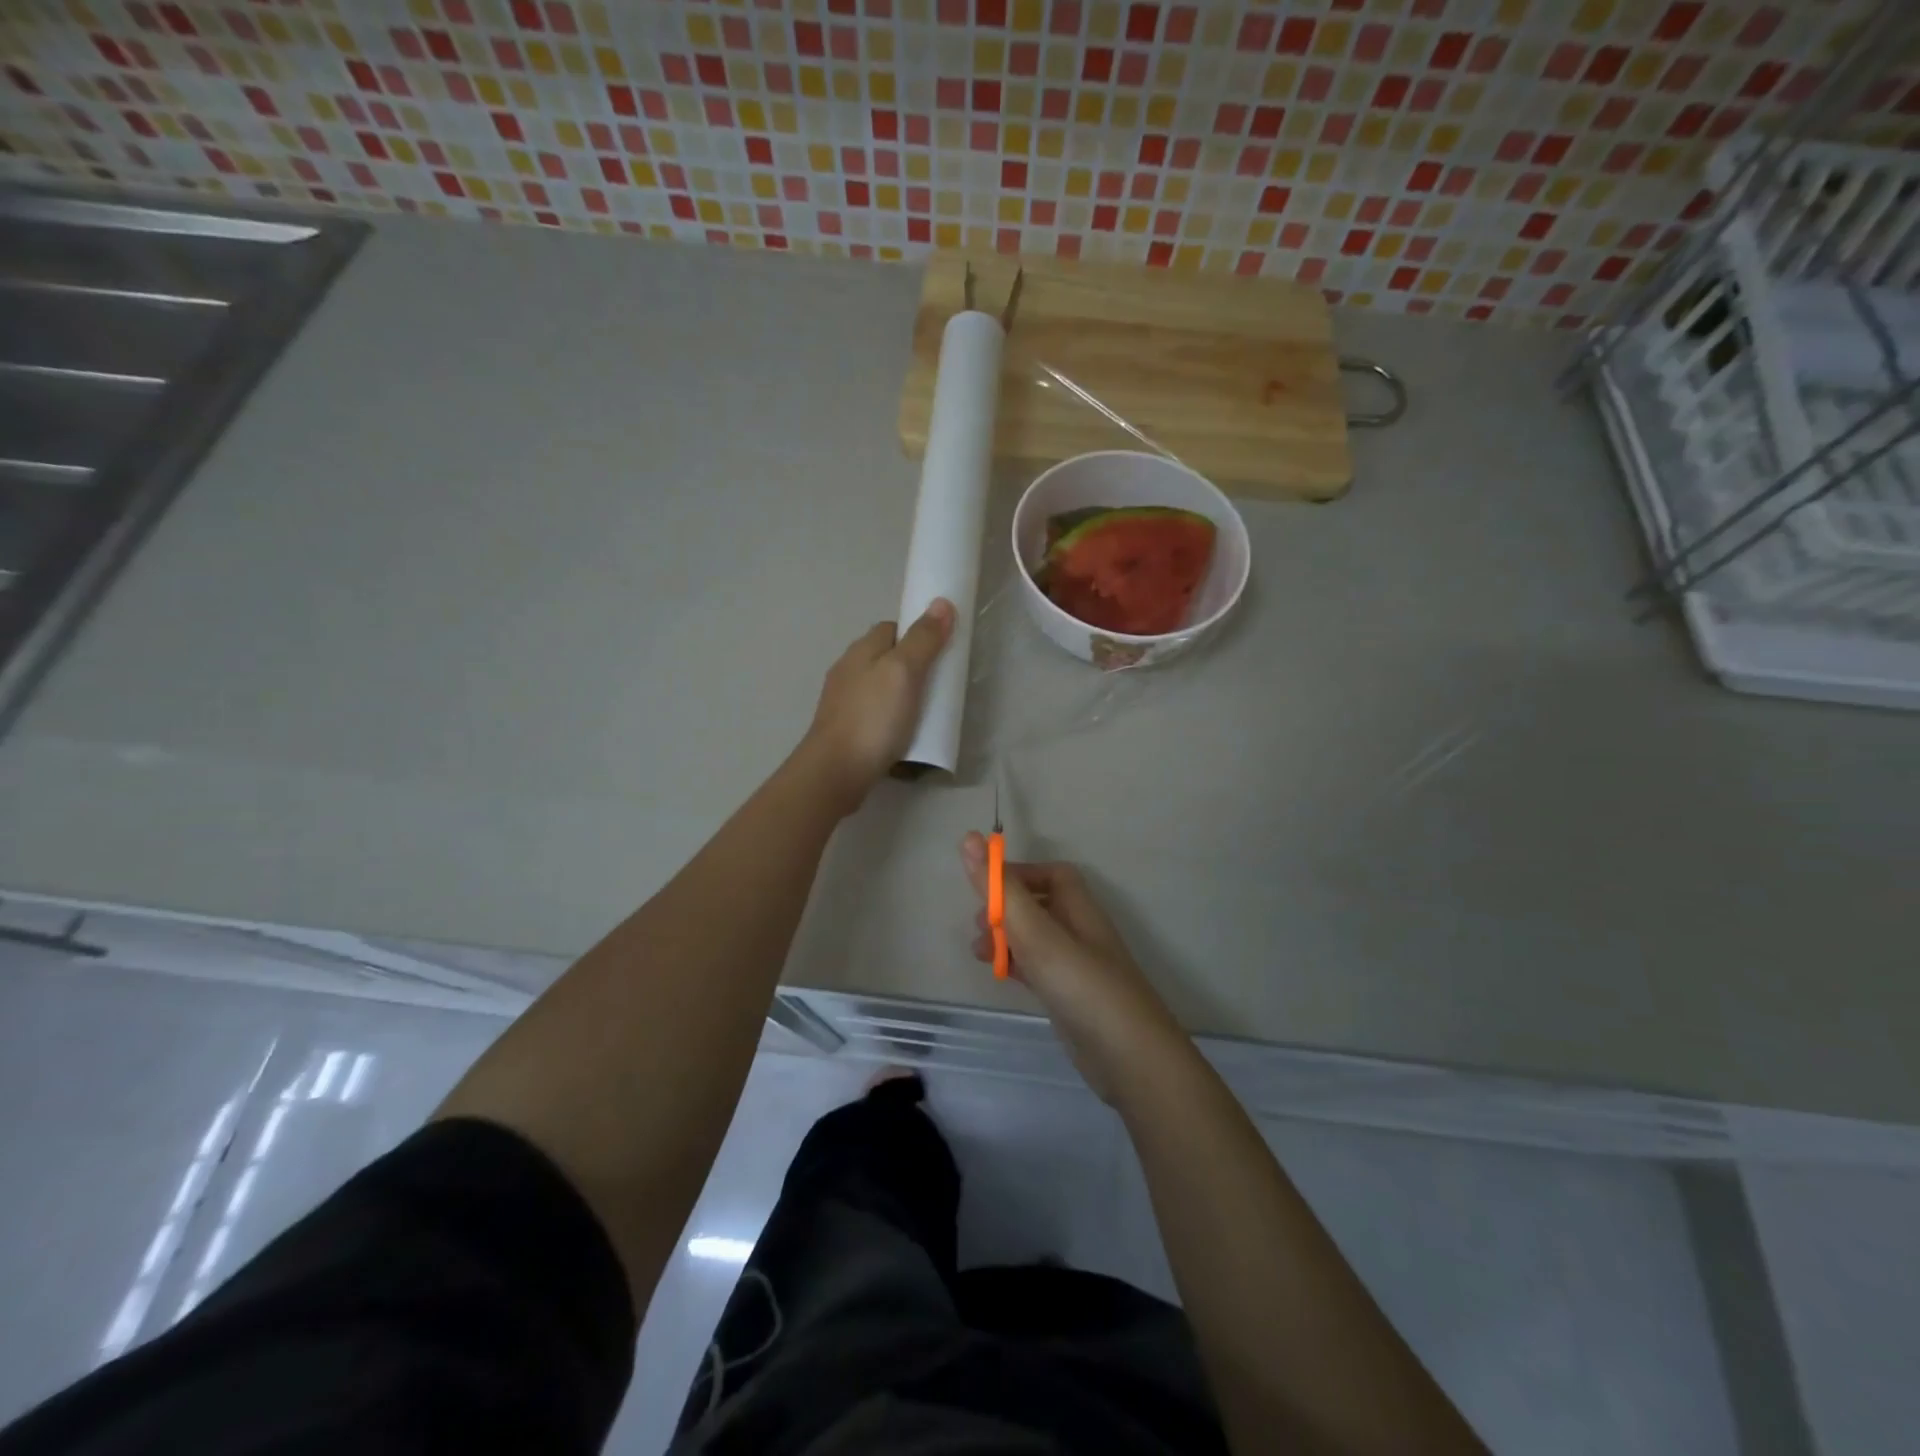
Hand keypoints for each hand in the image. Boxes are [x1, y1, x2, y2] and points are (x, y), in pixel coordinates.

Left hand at [799, 600, 955, 813]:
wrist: (836, 771)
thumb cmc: (873, 717)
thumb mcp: (904, 672)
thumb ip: (923, 639)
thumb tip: (941, 603)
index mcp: (861, 650)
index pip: (892, 628)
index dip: (917, 634)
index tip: (941, 650)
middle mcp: (848, 670)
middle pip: (886, 657)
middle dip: (912, 665)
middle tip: (939, 683)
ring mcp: (843, 701)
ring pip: (879, 686)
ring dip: (901, 693)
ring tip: (926, 710)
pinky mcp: (845, 729)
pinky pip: (874, 713)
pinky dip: (891, 717)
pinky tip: (903, 732)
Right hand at [961, 833, 1184, 1102]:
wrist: (1131, 1060)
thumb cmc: (1083, 986)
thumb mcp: (1037, 933)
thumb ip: (1002, 890)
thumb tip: (969, 838)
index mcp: (1080, 909)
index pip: (1051, 875)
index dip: (1018, 875)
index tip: (984, 888)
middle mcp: (1081, 932)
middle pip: (1040, 906)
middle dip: (1005, 909)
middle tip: (979, 926)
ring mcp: (1077, 967)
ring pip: (1036, 939)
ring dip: (1006, 939)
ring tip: (979, 954)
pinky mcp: (1071, 999)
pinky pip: (1039, 969)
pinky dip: (1016, 966)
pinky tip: (1000, 977)